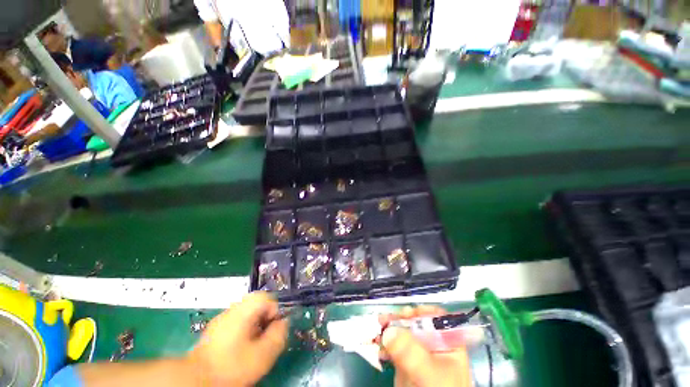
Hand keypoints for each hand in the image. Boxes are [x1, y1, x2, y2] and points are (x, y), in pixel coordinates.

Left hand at [188, 292, 288, 385]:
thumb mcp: (262, 355)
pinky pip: (236, 322)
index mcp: (243, 311)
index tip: (272, 328)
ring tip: (252, 345)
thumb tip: (284, 322)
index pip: (265, 297)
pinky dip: (243, 330)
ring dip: (254, 325)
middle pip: (256, 304)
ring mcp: (221, 319)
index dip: (274, 310)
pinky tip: (239, 348)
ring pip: (247, 313)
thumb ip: (278, 335)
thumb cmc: (231, 367)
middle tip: (263, 338)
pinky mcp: (215, 329)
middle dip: (264, 319)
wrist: (196, 380)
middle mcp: (231, 310)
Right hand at [379, 307, 472, 386]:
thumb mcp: (429, 374)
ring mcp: (417, 352)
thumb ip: (412, 353)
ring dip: (388, 329)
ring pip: (402, 332)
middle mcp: (432, 344)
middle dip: (398, 319)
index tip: (403, 314)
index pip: (435, 317)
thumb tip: (389, 330)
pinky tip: (377, 346)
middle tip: (383, 320)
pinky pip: (393, 346)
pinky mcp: (405, 361)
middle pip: (415, 322)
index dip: (420, 312)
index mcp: (447, 343)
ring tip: (377, 330)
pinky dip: (384, 343)